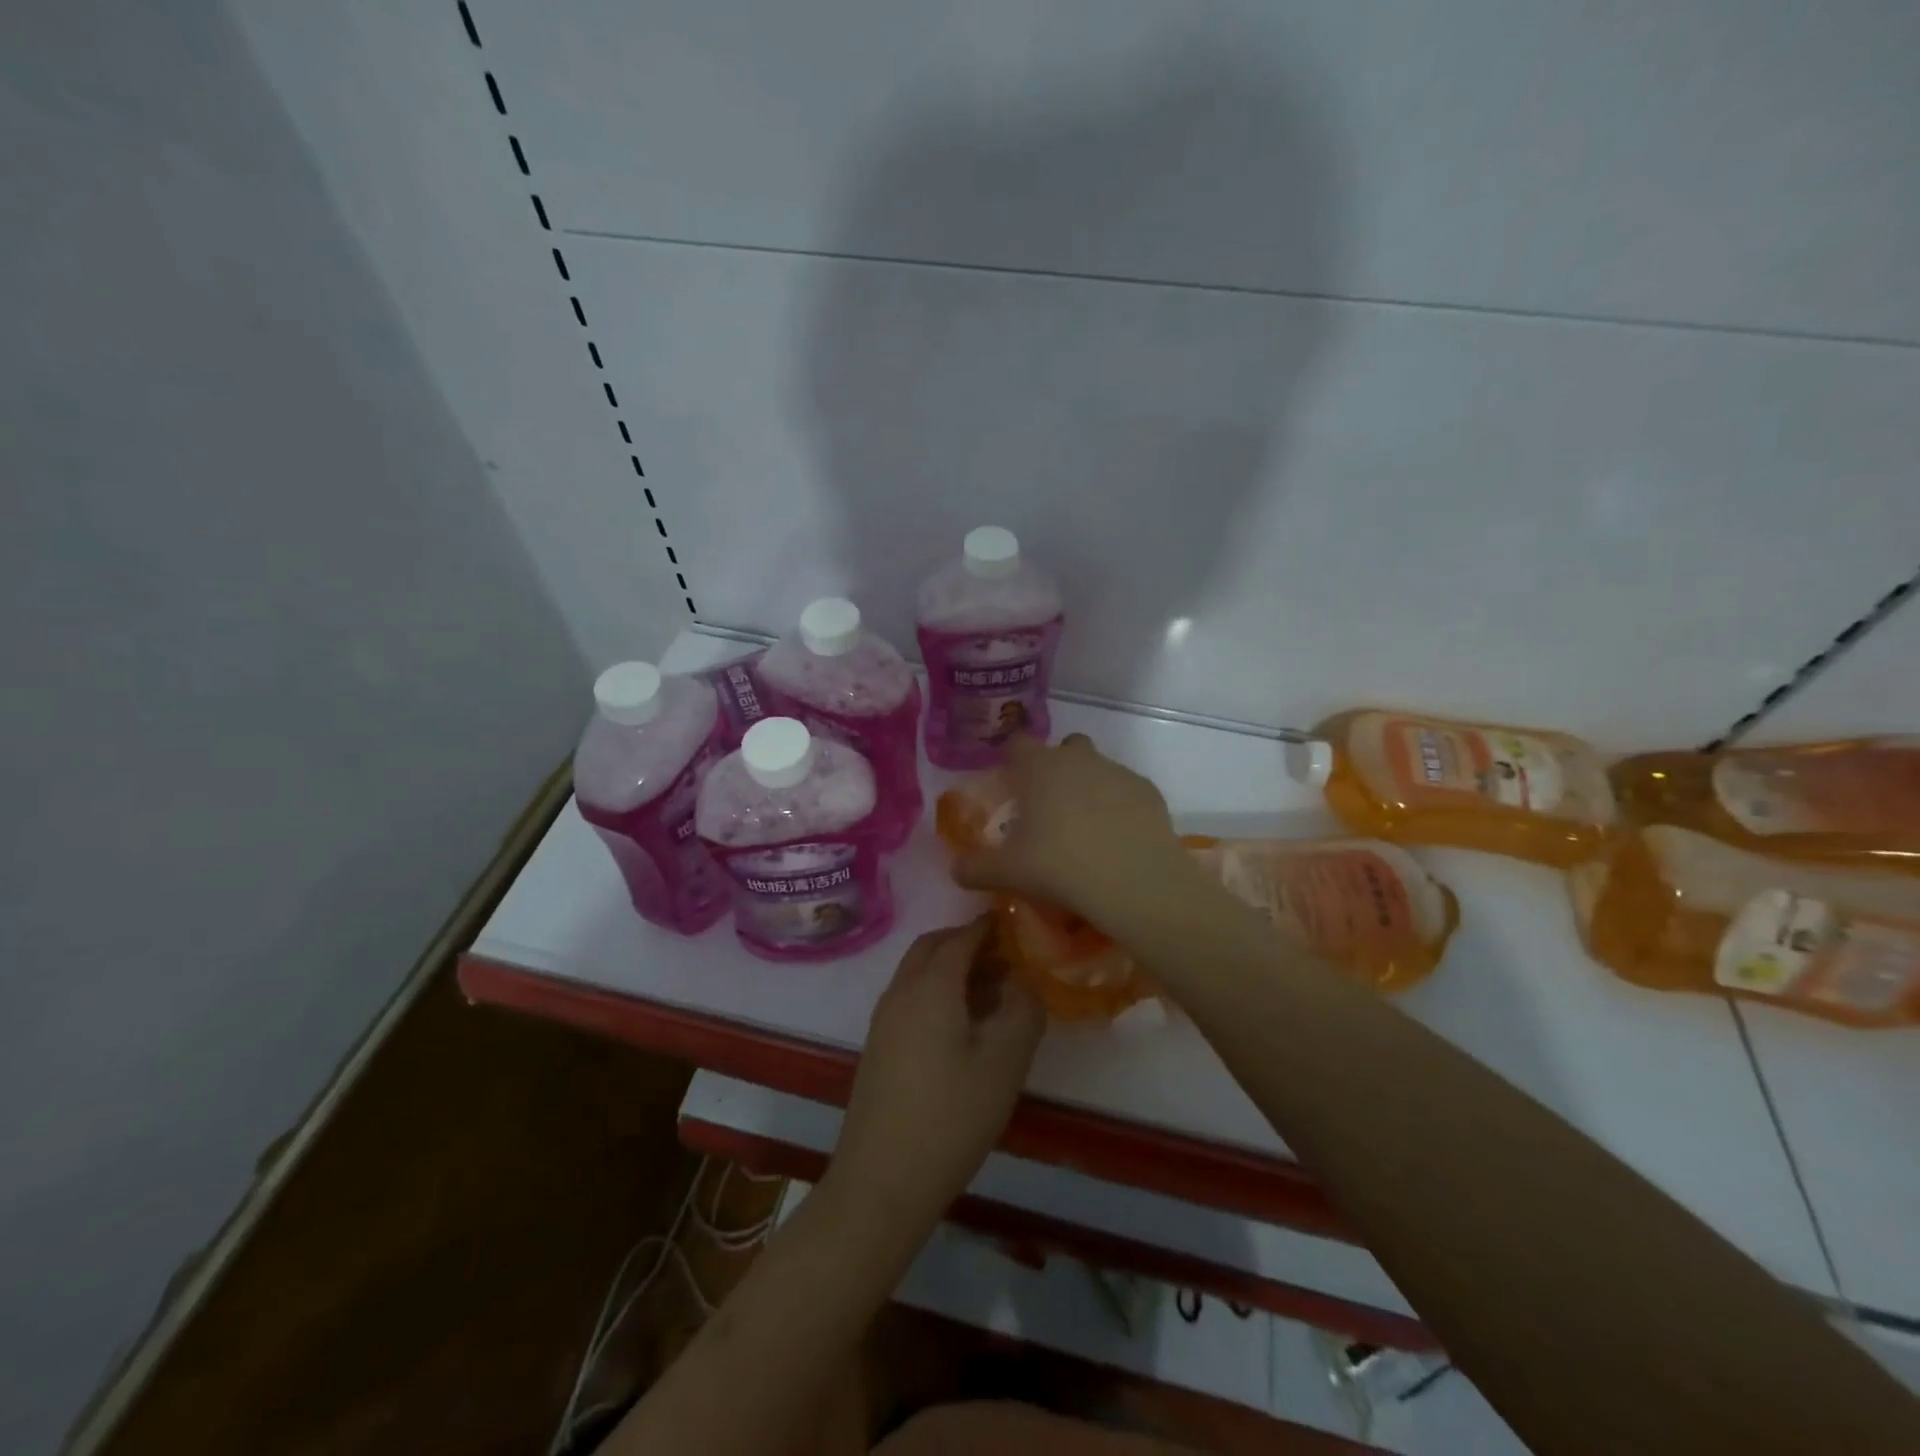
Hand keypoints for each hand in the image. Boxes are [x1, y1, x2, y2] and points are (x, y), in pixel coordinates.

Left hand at [830, 918, 1043, 1226]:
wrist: (881, 1180)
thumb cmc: (951, 1116)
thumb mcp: (1004, 1062)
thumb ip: (1022, 1010)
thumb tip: (1024, 981)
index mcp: (930, 985)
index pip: (961, 937)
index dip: (988, 927)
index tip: (1015, 924)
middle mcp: (901, 991)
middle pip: (932, 947)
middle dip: (967, 943)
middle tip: (1006, 959)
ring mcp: (884, 1019)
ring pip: (918, 973)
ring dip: (951, 969)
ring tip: (992, 994)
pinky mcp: (878, 1047)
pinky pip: (911, 998)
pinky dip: (937, 992)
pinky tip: (963, 1027)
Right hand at [953, 734, 1187, 926]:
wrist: (1134, 881)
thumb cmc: (1060, 867)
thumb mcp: (1007, 873)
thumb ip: (974, 869)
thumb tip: (955, 871)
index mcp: (1039, 768)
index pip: (1017, 744)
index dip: (1012, 760)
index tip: (1010, 783)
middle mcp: (1078, 759)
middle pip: (1064, 747)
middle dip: (1056, 767)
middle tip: (1048, 807)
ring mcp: (1116, 771)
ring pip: (1098, 767)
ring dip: (1088, 787)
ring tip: (1085, 830)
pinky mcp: (1147, 790)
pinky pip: (1126, 790)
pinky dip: (1119, 806)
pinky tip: (1116, 839)